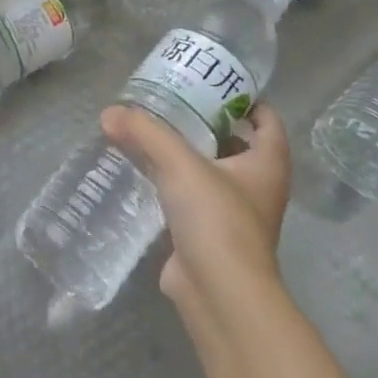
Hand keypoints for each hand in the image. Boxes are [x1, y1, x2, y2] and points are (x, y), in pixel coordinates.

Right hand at [100, 102, 289, 331]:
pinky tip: (144, 172)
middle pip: (237, 144)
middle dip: (207, 123)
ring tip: (151, 132)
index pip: (268, 121)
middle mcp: (257, 187)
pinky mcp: (209, 235)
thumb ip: (144, 133)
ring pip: (211, 172)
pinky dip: (172, 183)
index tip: (211, 84)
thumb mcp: (179, 164)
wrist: (220, 293)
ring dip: (187, 154)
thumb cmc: (216, 219)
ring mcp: (235, 214)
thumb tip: (109, 113)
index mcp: (267, 164)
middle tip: (171, 102)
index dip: (245, 99)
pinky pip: (191, 198)